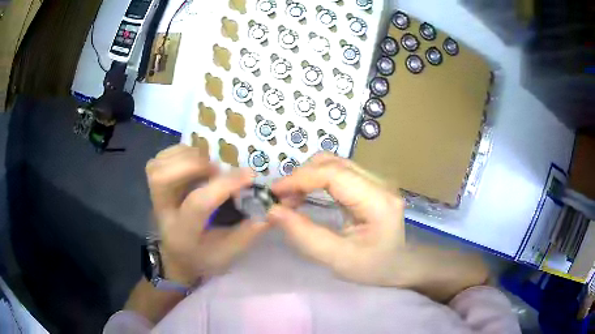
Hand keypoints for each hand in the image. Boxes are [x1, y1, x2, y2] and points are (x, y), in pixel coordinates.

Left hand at [146, 144, 268, 284]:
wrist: (176, 256)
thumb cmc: (203, 257)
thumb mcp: (229, 253)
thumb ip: (248, 231)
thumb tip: (270, 207)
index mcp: (183, 233)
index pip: (198, 203)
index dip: (224, 185)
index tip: (250, 175)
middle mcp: (163, 212)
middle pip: (164, 179)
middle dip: (193, 165)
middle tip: (217, 168)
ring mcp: (154, 197)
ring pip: (158, 166)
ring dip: (186, 156)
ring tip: (207, 163)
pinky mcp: (154, 186)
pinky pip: (159, 159)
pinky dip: (177, 153)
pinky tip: (194, 160)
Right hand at [268, 153, 487, 300]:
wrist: (401, 265)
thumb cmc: (374, 267)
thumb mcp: (338, 260)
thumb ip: (305, 236)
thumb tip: (274, 211)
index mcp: (377, 201)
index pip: (334, 174)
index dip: (300, 178)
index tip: (274, 192)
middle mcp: (379, 182)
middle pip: (333, 162)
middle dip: (301, 176)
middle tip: (281, 200)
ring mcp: (375, 180)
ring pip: (333, 163)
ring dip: (307, 176)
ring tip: (290, 199)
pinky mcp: (369, 183)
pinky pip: (337, 172)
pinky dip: (316, 180)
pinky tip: (306, 195)